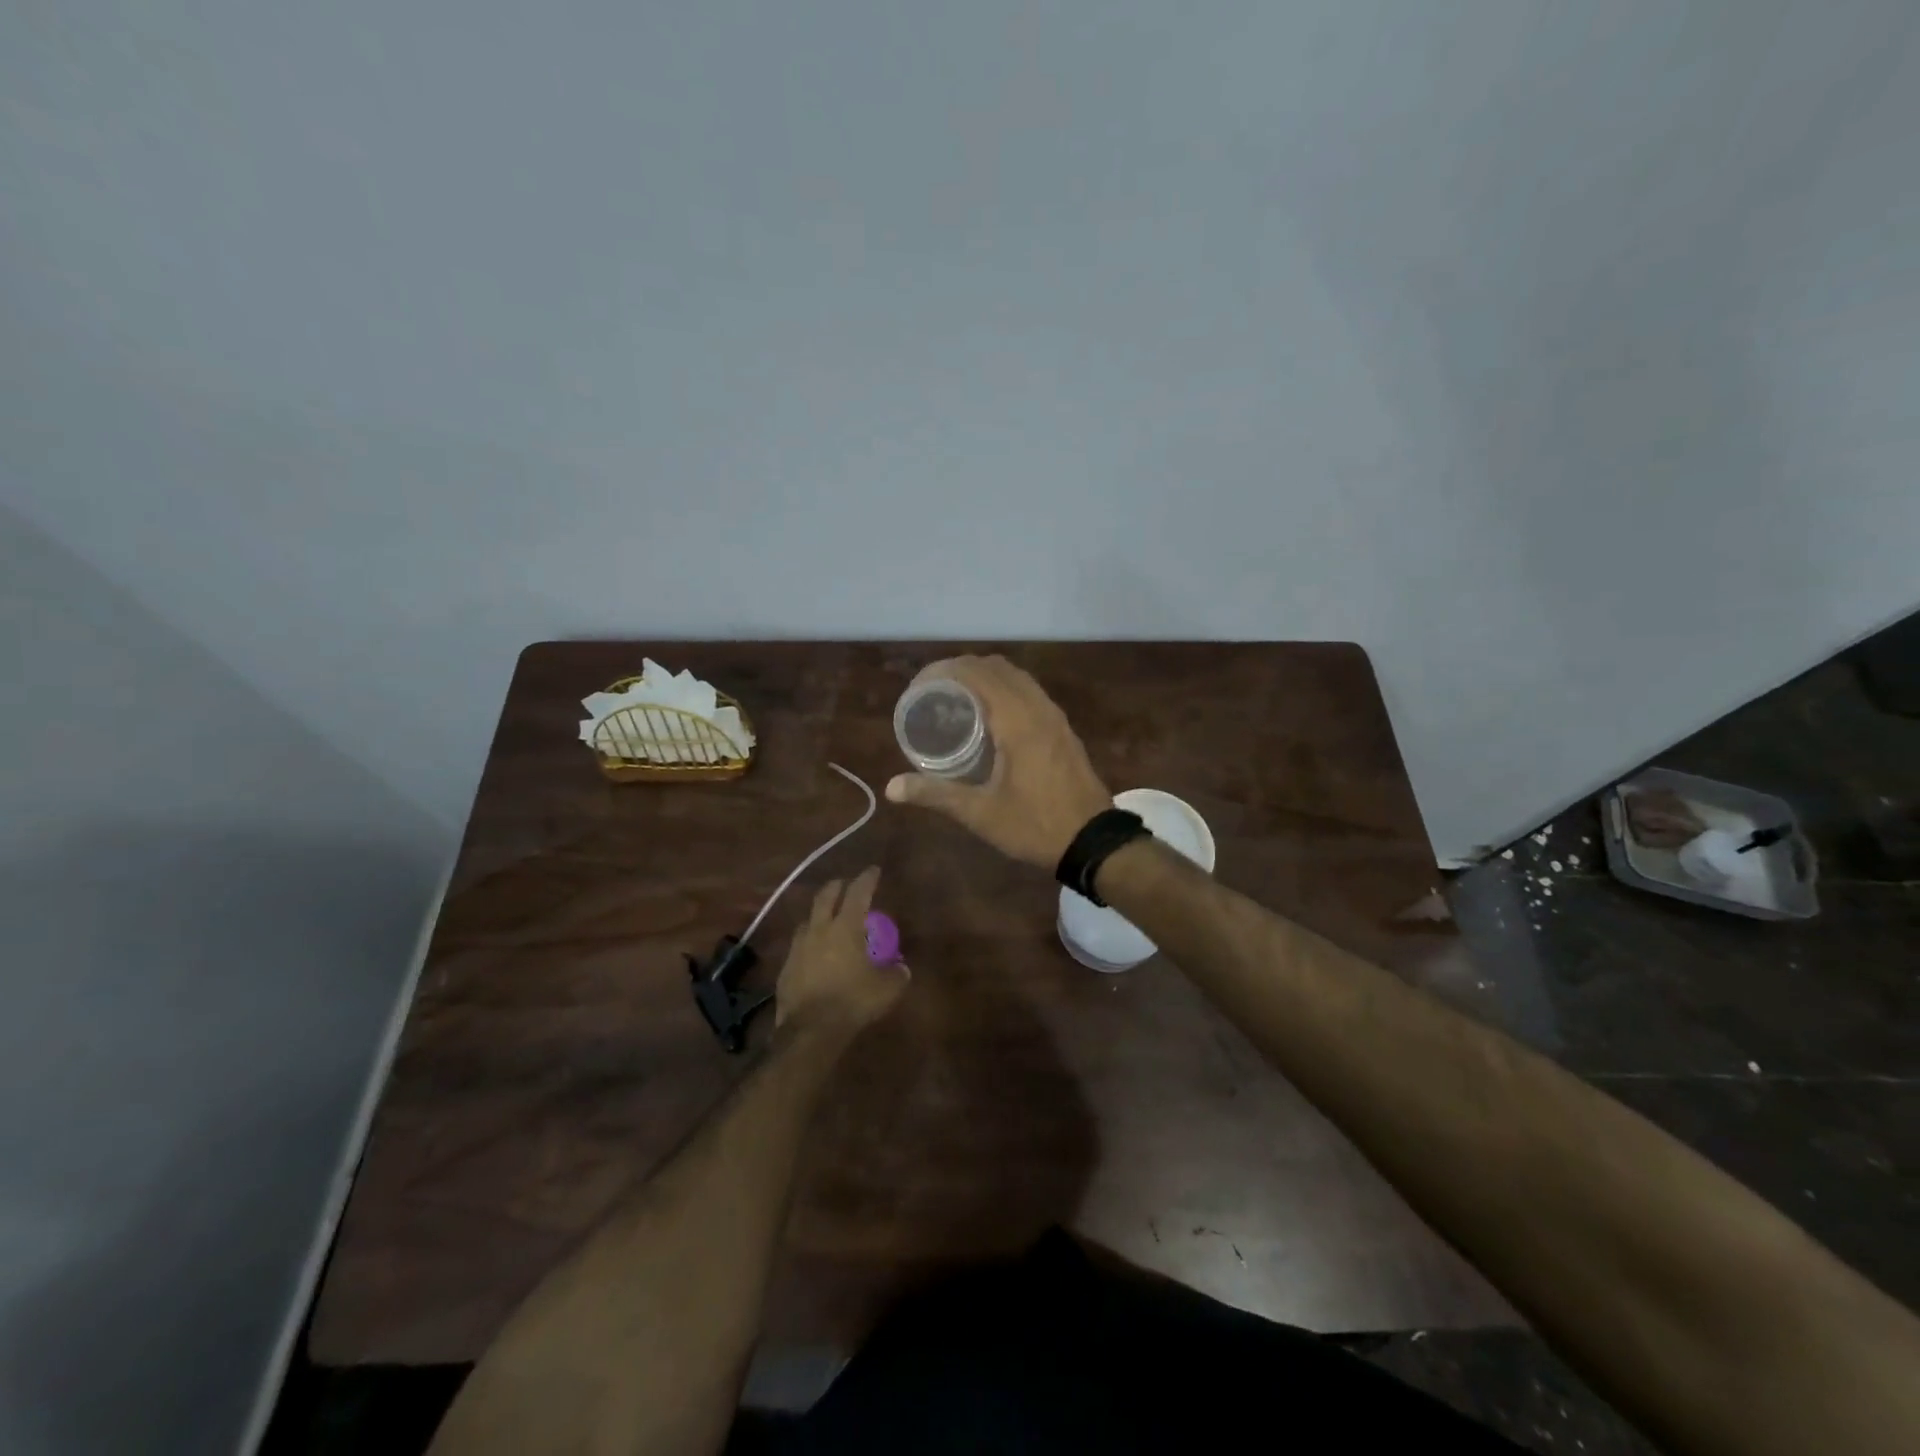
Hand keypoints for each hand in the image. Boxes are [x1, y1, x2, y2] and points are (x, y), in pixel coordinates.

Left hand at [774, 866, 906, 1035]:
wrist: (810, 1030)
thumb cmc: (853, 1001)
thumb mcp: (886, 989)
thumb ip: (896, 974)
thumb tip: (901, 967)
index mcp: (846, 927)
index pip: (858, 892)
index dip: (867, 879)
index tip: (873, 870)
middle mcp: (820, 929)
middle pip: (826, 896)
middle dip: (837, 886)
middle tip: (846, 884)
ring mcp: (798, 947)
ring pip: (808, 919)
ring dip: (820, 914)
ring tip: (828, 919)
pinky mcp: (786, 966)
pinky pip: (799, 945)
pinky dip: (810, 942)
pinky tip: (815, 953)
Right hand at [885, 656, 1111, 869]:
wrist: (1092, 841)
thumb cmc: (1035, 826)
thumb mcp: (981, 813)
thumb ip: (936, 794)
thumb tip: (891, 787)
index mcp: (1017, 720)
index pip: (976, 673)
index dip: (943, 671)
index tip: (918, 688)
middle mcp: (1037, 707)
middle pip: (996, 666)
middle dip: (960, 670)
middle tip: (931, 692)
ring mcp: (1054, 715)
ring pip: (1016, 676)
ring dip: (984, 676)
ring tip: (955, 699)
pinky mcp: (1062, 727)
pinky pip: (1029, 691)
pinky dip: (1004, 688)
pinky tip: (988, 716)